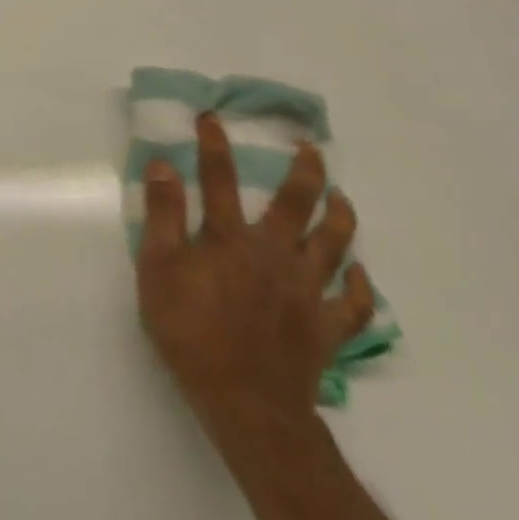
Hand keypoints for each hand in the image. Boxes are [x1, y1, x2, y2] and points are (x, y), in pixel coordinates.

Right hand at [135, 113, 373, 444]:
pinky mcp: (326, 328)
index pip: (218, 179)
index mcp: (230, 239)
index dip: (214, 145)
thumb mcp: (157, 268)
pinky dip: (361, 286)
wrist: (245, 402)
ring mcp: (307, 291)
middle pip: (294, 205)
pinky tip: (360, 272)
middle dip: (304, 172)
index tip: (212, 117)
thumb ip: (162, 215)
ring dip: (340, 217)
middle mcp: (274, 254)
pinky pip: (353, 303)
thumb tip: (163, 165)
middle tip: (311, 150)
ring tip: (342, 197)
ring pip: (333, 246)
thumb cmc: (190, 330)